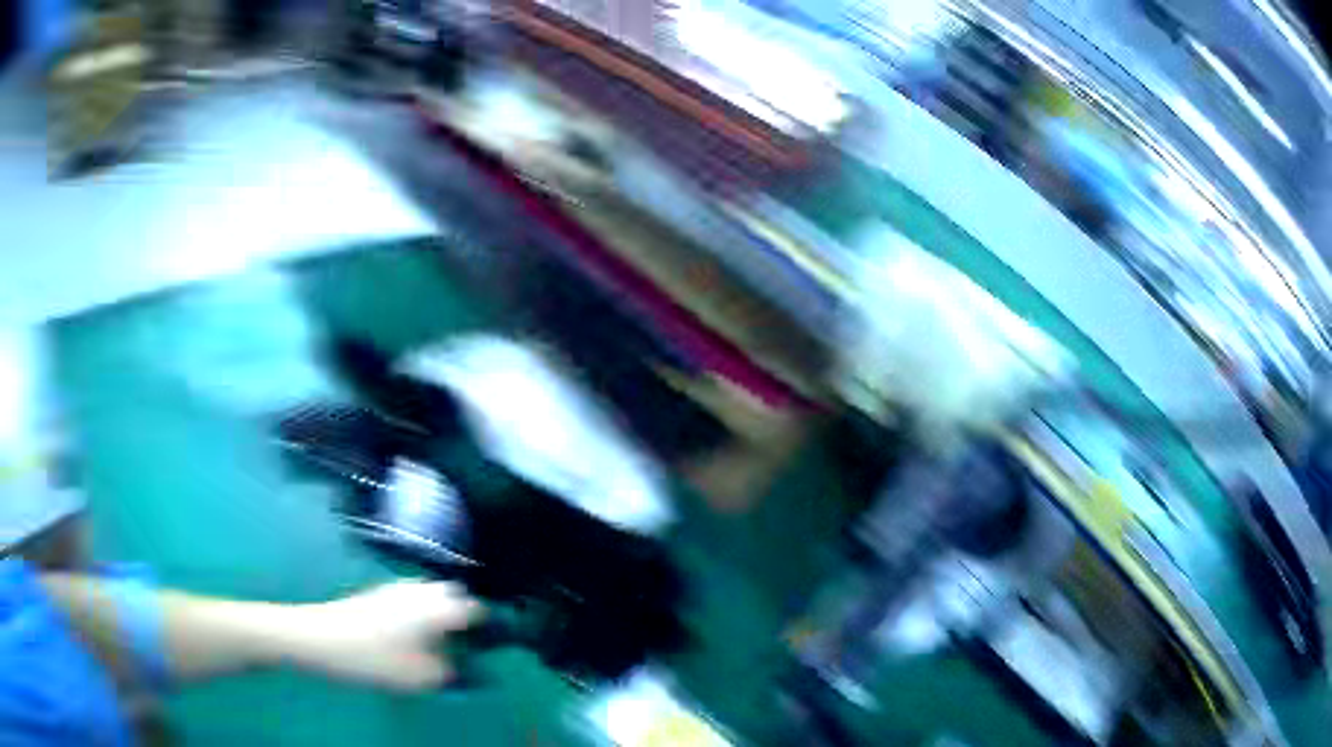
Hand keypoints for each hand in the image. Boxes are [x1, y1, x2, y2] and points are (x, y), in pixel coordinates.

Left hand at [287, 580, 482, 690]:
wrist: (318, 638)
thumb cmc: (373, 659)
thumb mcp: (421, 677)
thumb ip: (453, 673)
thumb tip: (470, 669)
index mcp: (437, 607)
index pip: (478, 610)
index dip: (491, 629)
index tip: (494, 648)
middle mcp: (421, 590)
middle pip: (456, 596)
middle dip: (465, 616)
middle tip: (466, 645)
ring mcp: (397, 587)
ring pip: (433, 595)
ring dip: (442, 613)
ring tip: (440, 643)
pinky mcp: (379, 592)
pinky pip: (413, 597)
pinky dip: (422, 612)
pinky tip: (411, 636)